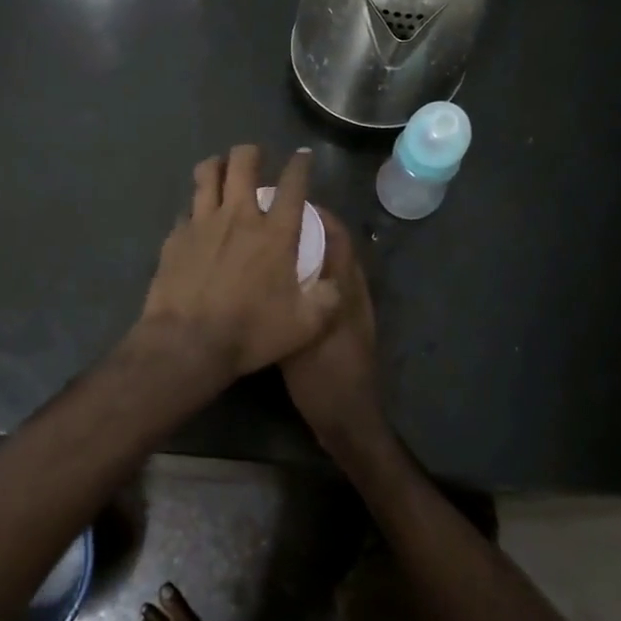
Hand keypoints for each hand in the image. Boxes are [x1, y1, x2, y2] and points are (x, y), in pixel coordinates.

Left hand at [137, 145, 340, 382]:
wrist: (187, 342)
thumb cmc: (250, 332)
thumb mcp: (306, 325)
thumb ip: (329, 299)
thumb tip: (337, 283)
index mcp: (275, 234)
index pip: (293, 185)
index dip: (300, 165)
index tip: (302, 156)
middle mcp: (239, 216)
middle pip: (242, 162)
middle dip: (251, 152)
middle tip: (256, 158)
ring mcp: (202, 222)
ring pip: (207, 173)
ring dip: (217, 165)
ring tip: (222, 169)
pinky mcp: (176, 236)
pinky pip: (187, 207)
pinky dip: (196, 205)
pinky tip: (197, 216)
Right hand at [279, 207, 388, 456]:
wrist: (347, 418)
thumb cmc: (324, 375)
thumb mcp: (303, 332)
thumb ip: (294, 296)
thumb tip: (273, 259)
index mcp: (345, 286)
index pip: (336, 235)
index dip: (317, 214)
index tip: (286, 202)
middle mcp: (349, 291)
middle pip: (333, 246)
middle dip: (308, 228)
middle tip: (272, 220)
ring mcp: (346, 309)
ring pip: (327, 267)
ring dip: (306, 251)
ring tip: (271, 245)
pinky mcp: (338, 326)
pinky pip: (322, 288)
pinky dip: (305, 276)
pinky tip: (278, 284)